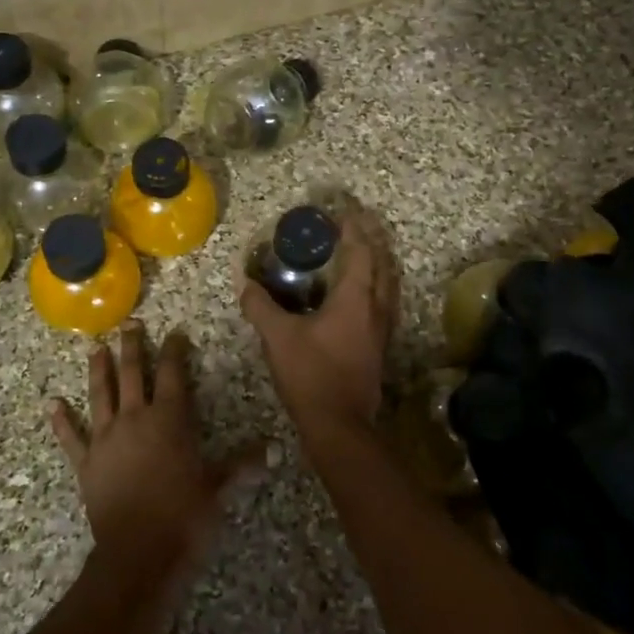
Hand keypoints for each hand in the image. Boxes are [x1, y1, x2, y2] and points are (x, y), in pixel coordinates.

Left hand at [50, 323, 262, 581]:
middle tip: (130, 325)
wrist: (139, 554)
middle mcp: (134, 420)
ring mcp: (106, 440)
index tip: (175, 333)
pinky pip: (72, 437)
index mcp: (169, 420)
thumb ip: (243, 465)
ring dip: (98, 370)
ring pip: (100, 395)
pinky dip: (62, 421)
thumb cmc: (184, 517)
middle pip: (132, 374)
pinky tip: (52, 404)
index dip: (175, 351)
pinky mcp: (86, 464)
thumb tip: (274, 449)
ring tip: (96, 348)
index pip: (173, 374)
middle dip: (132, 348)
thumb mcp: (219, 489)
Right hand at [240, 212, 398, 436]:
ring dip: (377, 261)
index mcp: (356, 298)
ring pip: (388, 283)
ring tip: (360, 250)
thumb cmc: (311, 374)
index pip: (361, 250)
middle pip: (383, 262)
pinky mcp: (380, 345)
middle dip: (370, 238)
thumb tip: (245, 284)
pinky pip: (384, 301)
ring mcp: (383, 327)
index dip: (354, 226)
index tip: (343, 208)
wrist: (340, 424)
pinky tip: (359, 293)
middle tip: (353, 224)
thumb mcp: (277, 337)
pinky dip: (376, 285)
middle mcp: (376, 307)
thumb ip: (260, 306)